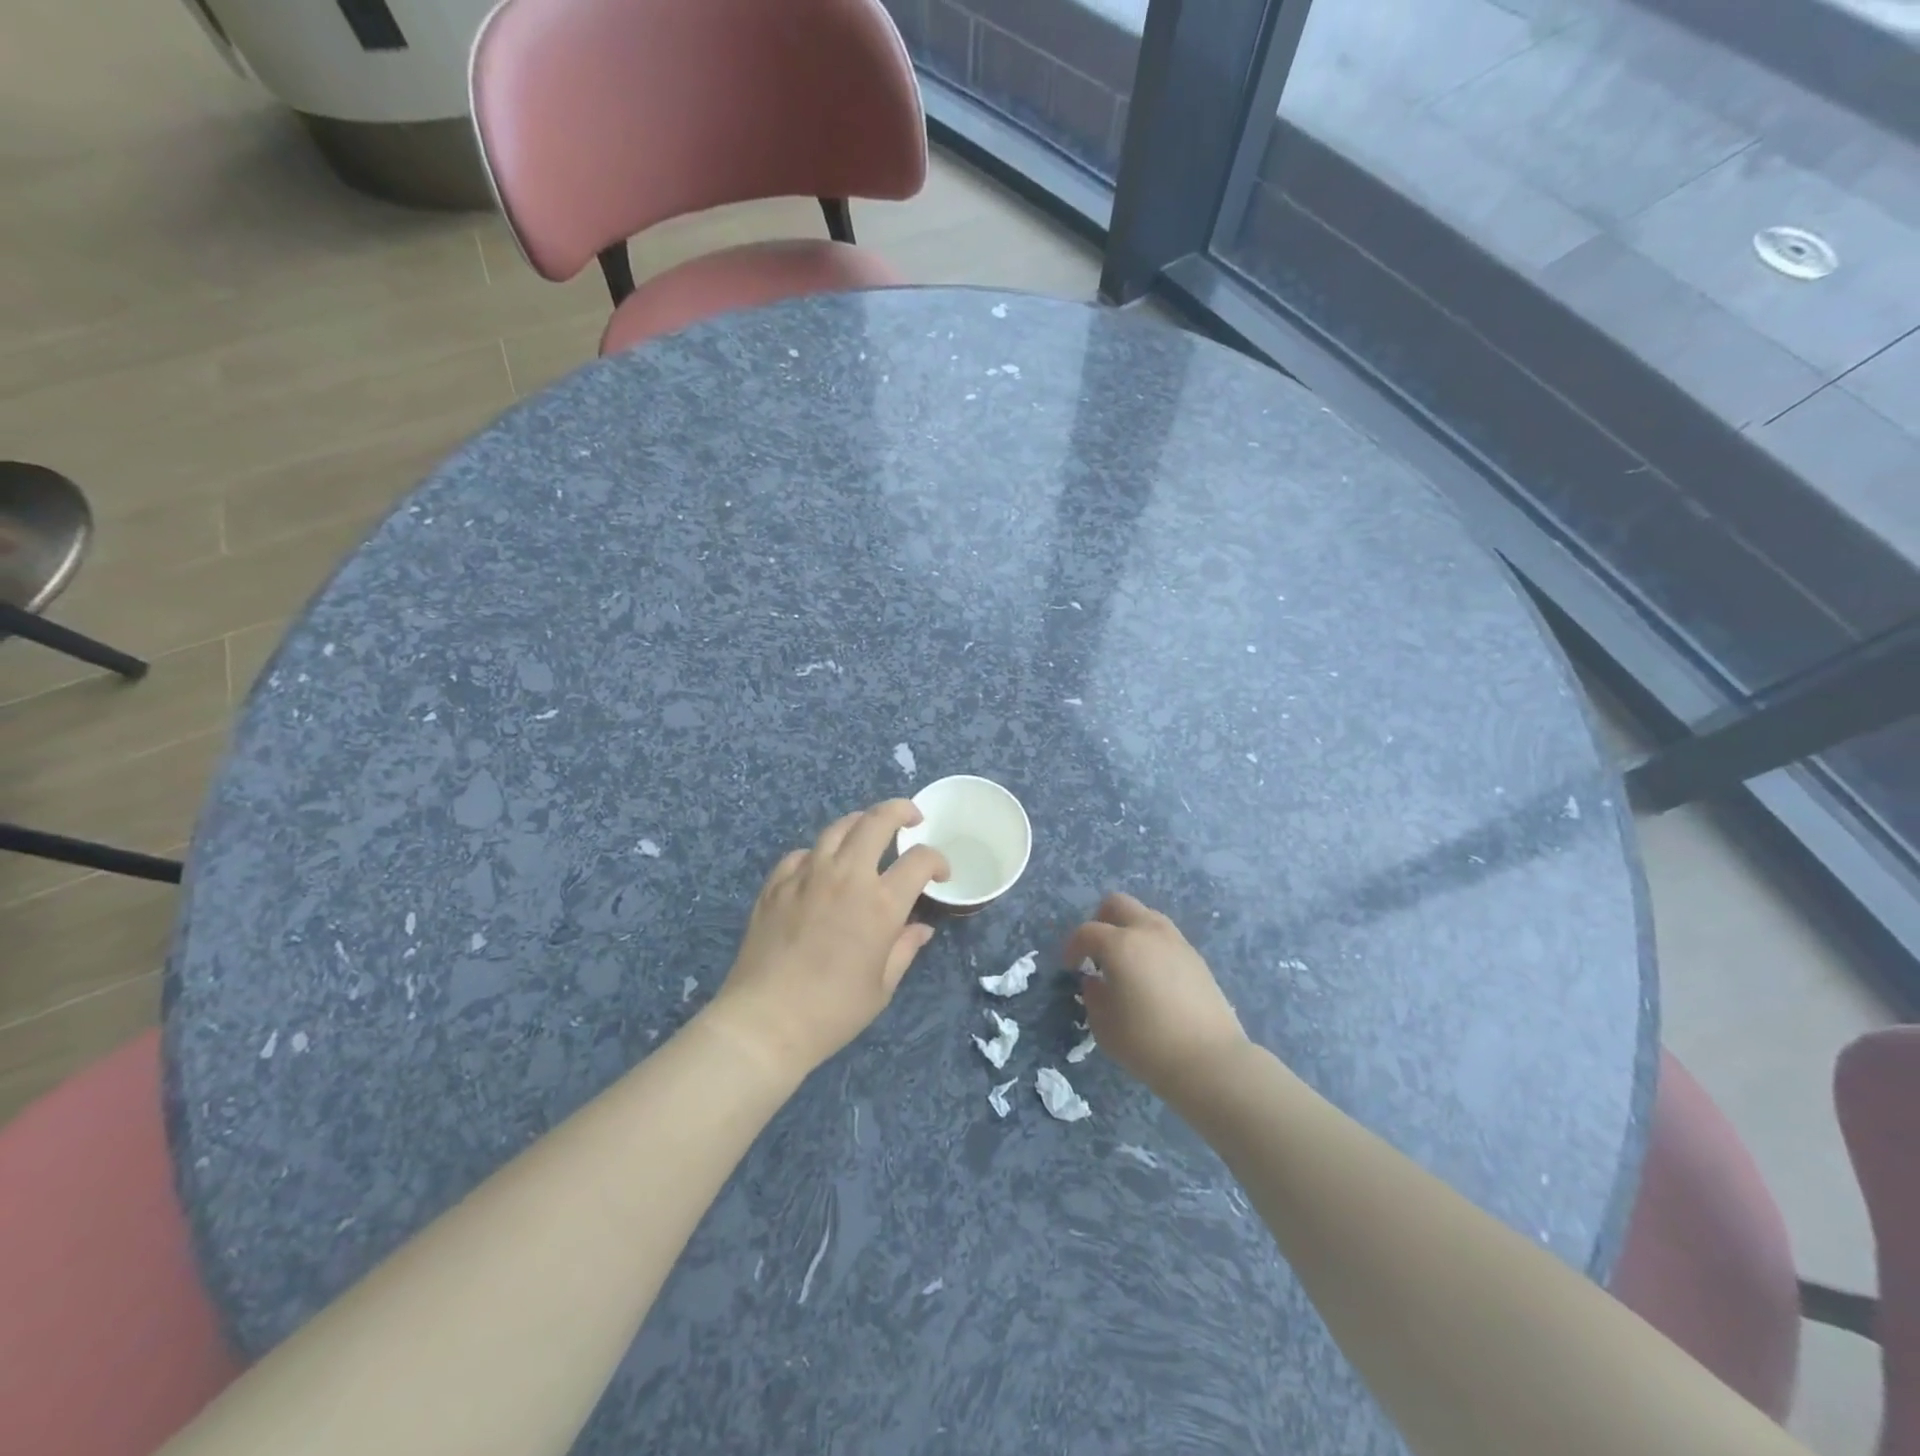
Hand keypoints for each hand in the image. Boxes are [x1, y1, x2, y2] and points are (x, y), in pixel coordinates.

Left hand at [706, 799, 949, 1077]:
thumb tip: (921, 928)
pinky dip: (820, 853)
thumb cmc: (833, 1011)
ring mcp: (807, 875)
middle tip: (912, 818)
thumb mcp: (881, 986)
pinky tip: (822, 867)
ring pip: (838, 827)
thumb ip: (904, 948)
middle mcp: (846, 876)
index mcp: (880, 903)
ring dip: (861, 822)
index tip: (940, 874)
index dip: (937, 860)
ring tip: (869, 832)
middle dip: (901, 810)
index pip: (920, 860)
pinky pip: (803, 853)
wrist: (765, 1022)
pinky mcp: (776, 884)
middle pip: (878, 820)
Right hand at [1064, 893, 1247, 1096]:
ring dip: (1129, 929)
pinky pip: (1165, 936)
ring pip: (1145, 915)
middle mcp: (1148, 932)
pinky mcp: (1196, 957)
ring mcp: (1176, 941)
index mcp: (1120, 944)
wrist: (1210, 1060)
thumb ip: (1093, 996)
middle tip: (1096, 950)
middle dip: (1101, 920)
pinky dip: (1151, 945)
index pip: (1087, 932)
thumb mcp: (1104, 1026)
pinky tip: (1151, 976)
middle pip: (1118, 904)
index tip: (1071, 966)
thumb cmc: (1148, 1044)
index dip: (1073, 947)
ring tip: (1126, 962)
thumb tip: (1095, 980)